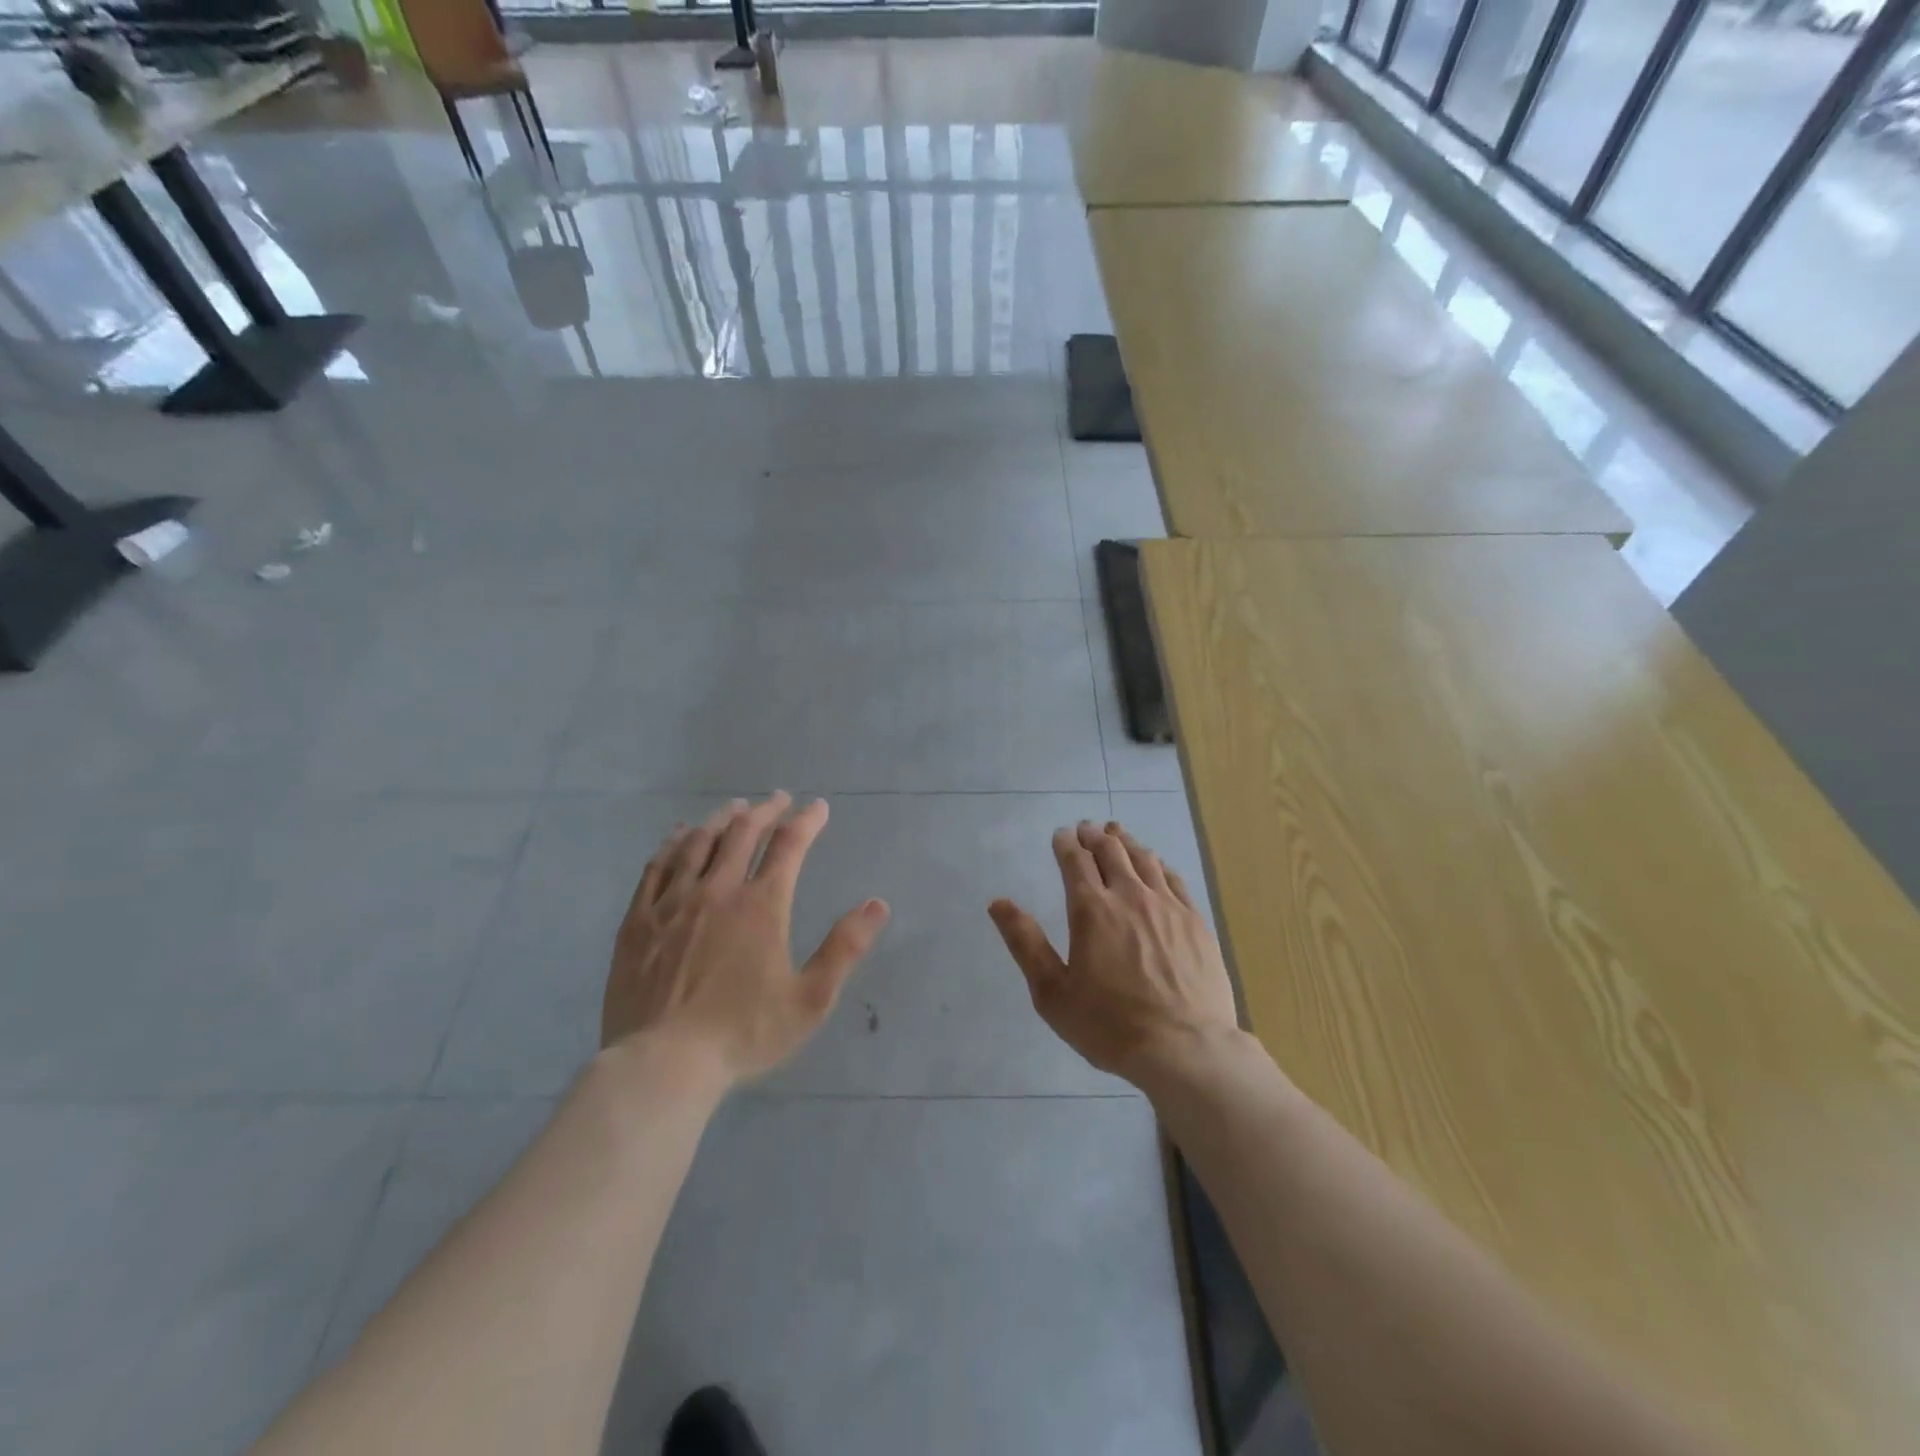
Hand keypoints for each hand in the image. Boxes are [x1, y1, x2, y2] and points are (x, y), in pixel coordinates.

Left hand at [603, 793, 889, 1087]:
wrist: (662, 1064)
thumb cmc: (743, 1034)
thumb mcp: (810, 1000)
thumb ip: (845, 948)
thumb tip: (877, 904)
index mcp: (761, 906)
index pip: (789, 846)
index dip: (806, 821)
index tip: (817, 808)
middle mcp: (717, 890)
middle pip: (742, 833)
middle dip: (765, 811)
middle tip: (777, 800)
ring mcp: (673, 902)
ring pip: (699, 843)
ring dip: (721, 819)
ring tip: (735, 808)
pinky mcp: (638, 920)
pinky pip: (656, 866)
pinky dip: (673, 843)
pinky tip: (680, 835)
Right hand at [989, 820, 1237, 1085]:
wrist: (1185, 1048)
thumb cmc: (1111, 1025)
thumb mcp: (1053, 993)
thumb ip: (1025, 943)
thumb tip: (998, 903)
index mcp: (1091, 910)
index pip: (1075, 861)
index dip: (1066, 844)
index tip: (1061, 835)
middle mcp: (1129, 896)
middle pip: (1111, 851)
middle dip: (1094, 836)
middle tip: (1087, 828)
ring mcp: (1167, 906)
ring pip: (1144, 859)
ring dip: (1126, 842)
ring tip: (1117, 833)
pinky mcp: (1196, 921)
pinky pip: (1174, 879)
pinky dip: (1159, 864)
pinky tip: (1156, 865)